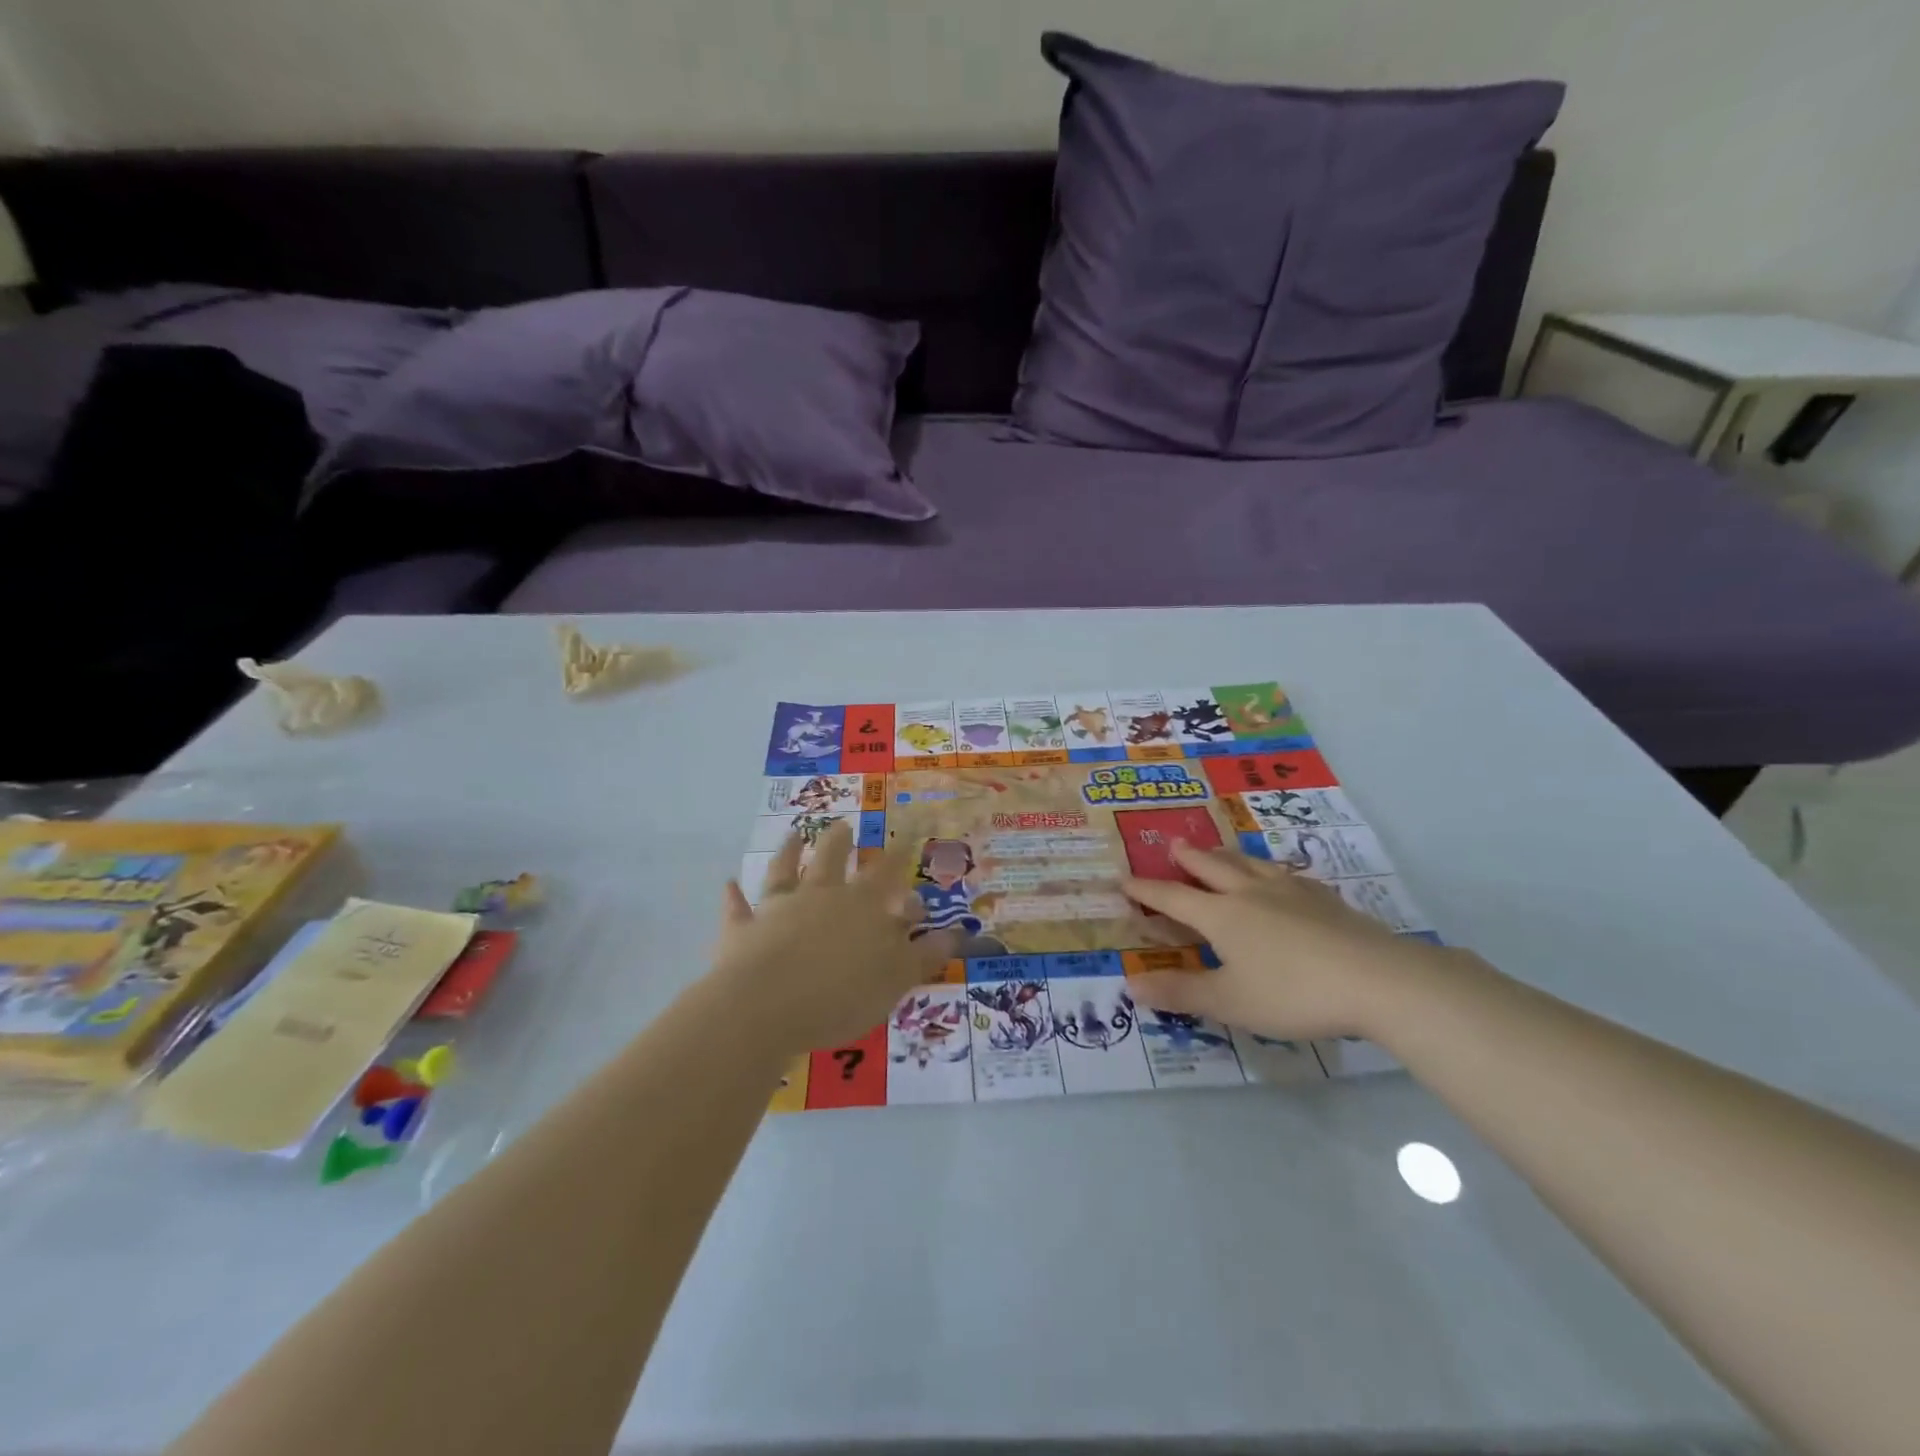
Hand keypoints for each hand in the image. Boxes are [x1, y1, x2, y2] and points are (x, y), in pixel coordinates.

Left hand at [708, 821, 960, 1053]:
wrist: (767, 1005)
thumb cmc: (841, 994)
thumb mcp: (897, 979)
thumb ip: (925, 954)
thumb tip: (956, 932)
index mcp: (862, 906)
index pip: (887, 873)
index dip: (899, 854)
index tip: (907, 835)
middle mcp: (821, 896)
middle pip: (833, 859)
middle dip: (841, 841)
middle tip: (844, 825)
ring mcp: (779, 909)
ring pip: (786, 871)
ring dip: (790, 852)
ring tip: (794, 834)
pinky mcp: (744, 930)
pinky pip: (738, 909)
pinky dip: (734, 897)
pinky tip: (729, 884)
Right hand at [1122, 841, 1445, 1040]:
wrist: (1376, 980)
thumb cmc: (1293, 993)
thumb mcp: (1229, 1001)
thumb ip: (1180, 992)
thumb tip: (1130, 985)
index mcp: (1221, 915)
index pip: (1173, 898)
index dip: (1146, 891)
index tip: (1124, 880)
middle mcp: (1250, 893)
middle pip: (1212, 867)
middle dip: (1188, 858)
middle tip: (1173, 845)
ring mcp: (1291, 892)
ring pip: (1250, 863)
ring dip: (1227, 855)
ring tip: (1219, 850)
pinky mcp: (1325, 899)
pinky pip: (1289, 875)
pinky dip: (1271, 870)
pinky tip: (1283, 877)